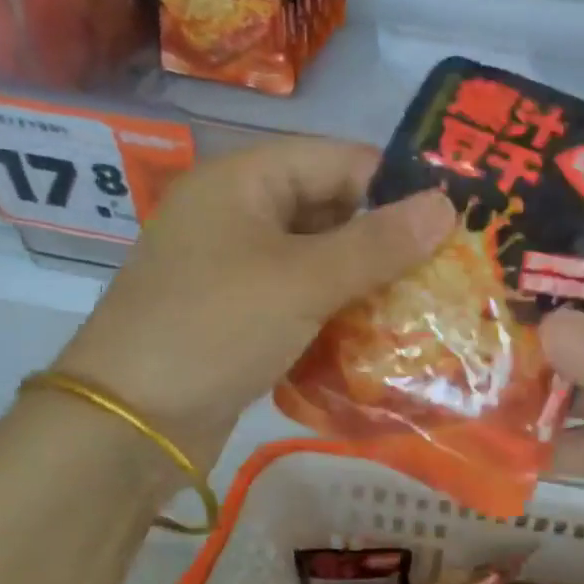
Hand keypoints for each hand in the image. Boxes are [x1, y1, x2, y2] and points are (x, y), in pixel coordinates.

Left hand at [57, 140, 454, 466]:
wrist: (131, 422)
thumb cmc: (216, 328)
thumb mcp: (303, 280)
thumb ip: (377, 244)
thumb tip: (447, 205)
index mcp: (244, 181)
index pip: (338, 160)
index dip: (395, 186)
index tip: (453, 221)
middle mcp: (238, 213)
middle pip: (329, 210)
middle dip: (384, 241)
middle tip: (445, 271)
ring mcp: (234, 267)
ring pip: (317, 259)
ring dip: (364, 282)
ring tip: (424, 306)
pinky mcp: (238, 314)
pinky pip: (299, 298)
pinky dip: (335, 312)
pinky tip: (377, 337)